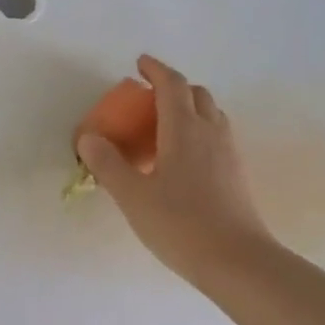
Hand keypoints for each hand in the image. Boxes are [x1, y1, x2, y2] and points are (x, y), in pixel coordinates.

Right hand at [76, 55, 274, 286]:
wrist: (236, 260)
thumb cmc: (179, 224)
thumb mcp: (133, 196)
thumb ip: (108, 164)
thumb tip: (88, 138)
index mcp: (184, 129)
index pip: (172, 85)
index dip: (156, 70)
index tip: (139, 64)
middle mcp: (211, 132)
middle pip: (196, 95)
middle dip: (172, 88)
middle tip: (147, 100)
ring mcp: (229, 153)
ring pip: (211, 115)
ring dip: (188, 110)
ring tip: (163, 129)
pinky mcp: (236, 174)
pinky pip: (216, 138)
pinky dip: (198, 133)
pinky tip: (181, 162)